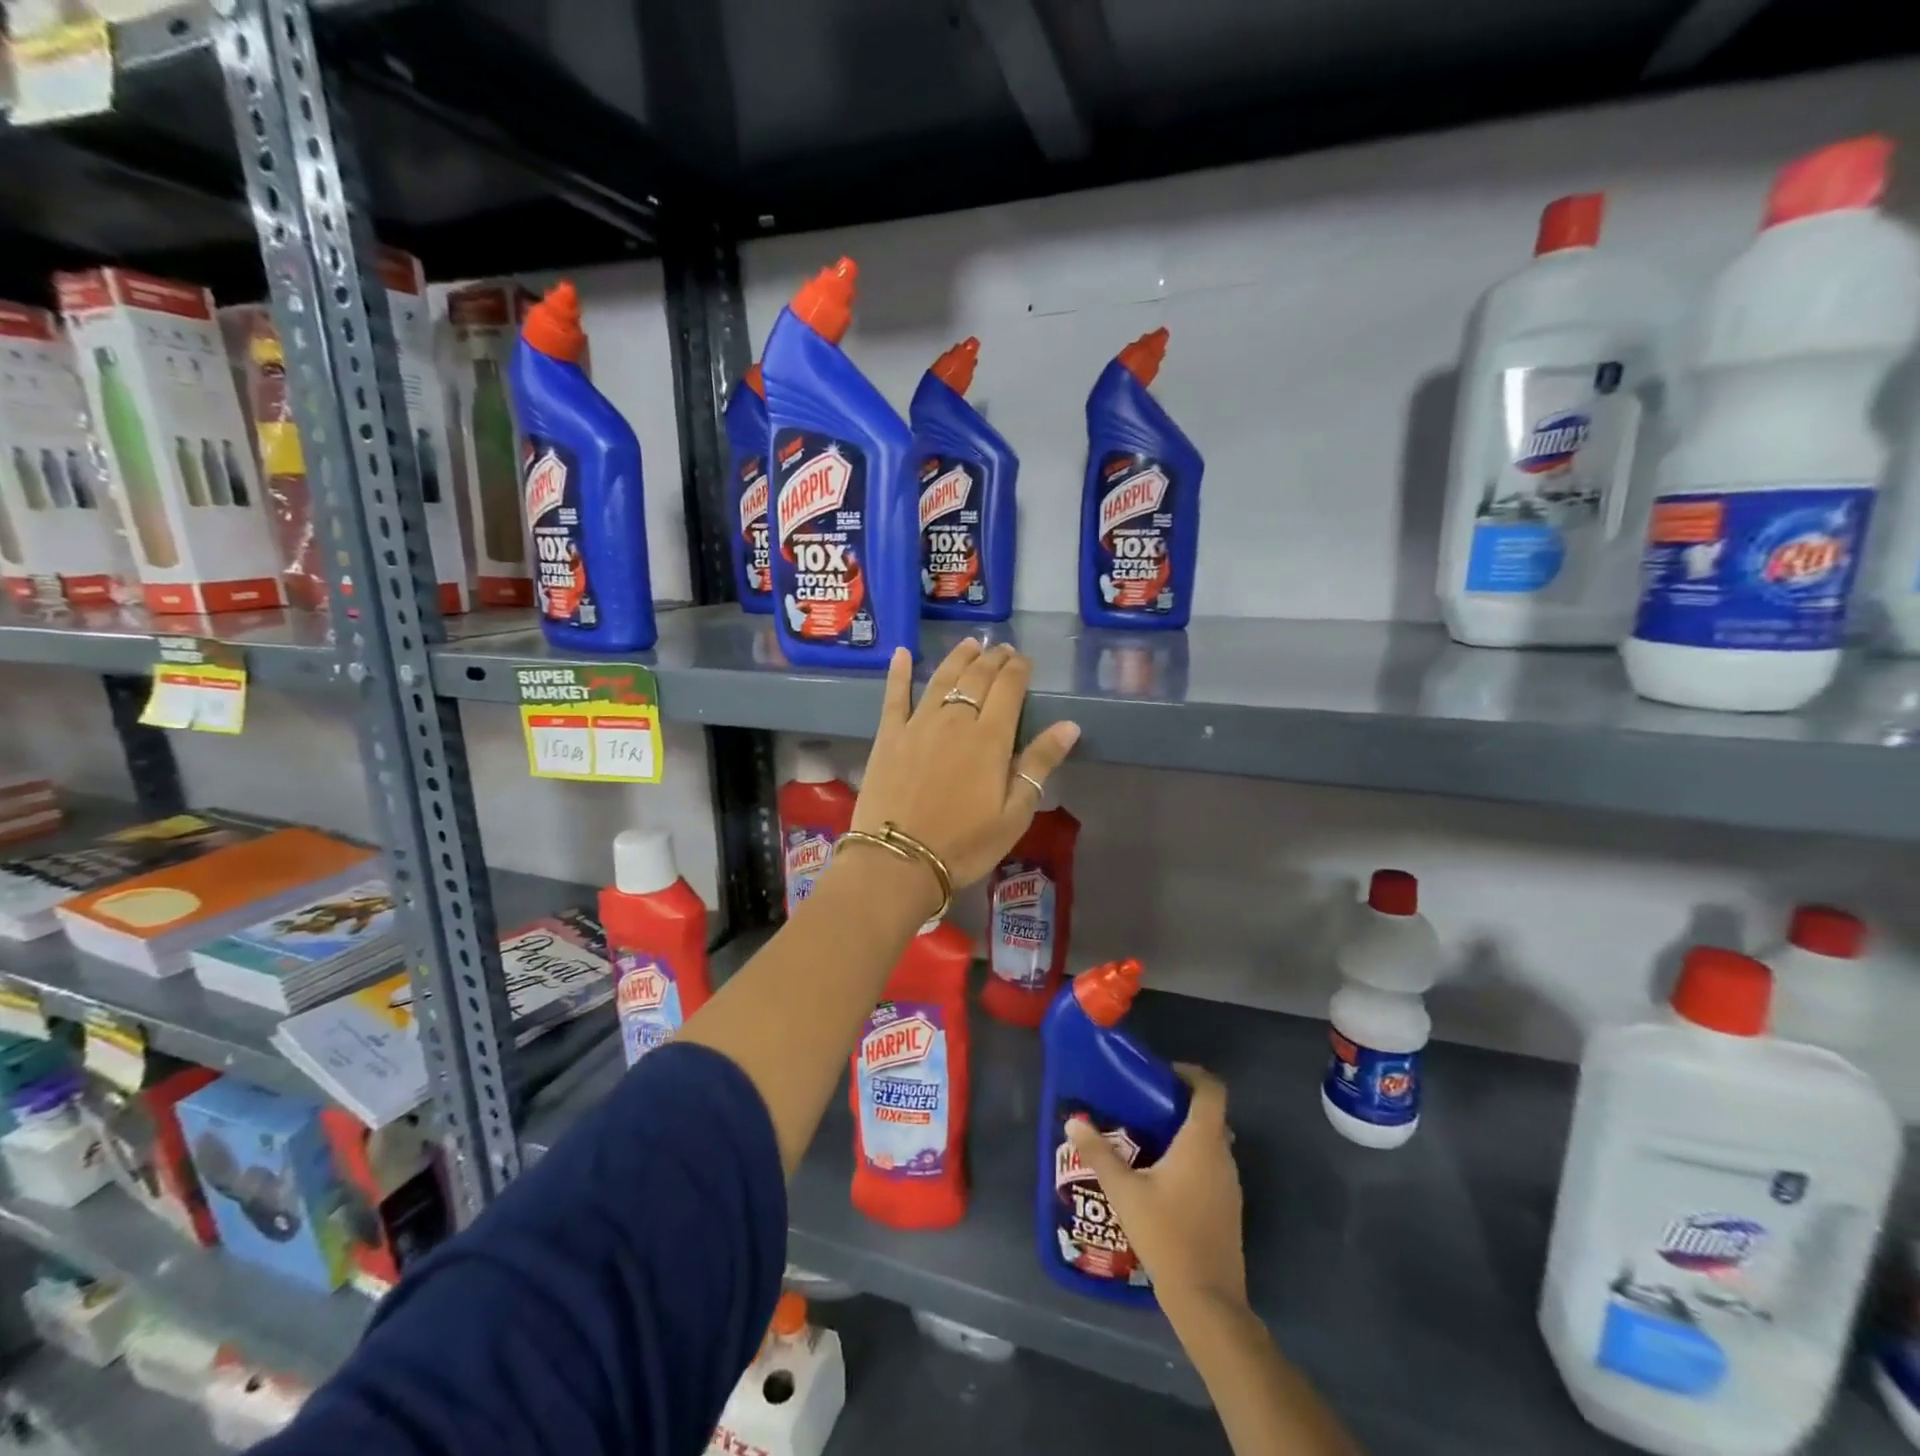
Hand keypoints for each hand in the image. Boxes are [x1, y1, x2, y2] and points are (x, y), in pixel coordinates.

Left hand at [854, 640, 1080, 888]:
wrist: (899, 860)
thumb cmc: (965, 843)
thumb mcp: (1014, 813)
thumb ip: (1039, 764)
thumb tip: (1069, 725)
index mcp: (990, 737)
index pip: (1009, 688)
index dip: (1018, 669)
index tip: (1024, 659)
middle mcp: (955, 720)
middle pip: (977, 678)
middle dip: (993, 659)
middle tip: (1001, 649)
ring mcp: (918, 724)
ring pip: (942, 679)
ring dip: (958, 658)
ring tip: (970, 644)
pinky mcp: (889, 736)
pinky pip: (894, 696)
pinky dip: (899, 673)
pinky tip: (902, 653)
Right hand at [1065, 1064, 1247, 1315]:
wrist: (1207, 1301)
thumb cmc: (1167, 1235)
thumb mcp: (1124, 1192)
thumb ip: (1099, 1153)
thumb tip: (1073, 1121)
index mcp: (1202, 1142)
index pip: (1211, 1089)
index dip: (1192, 1074)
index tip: (1163, 1074)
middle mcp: (1222, 1156)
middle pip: (1210, 1114)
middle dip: (1180, 1104)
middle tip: (1145, 1105)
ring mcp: (1230, 1184)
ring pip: (1211, 1142)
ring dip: (1185, 1134)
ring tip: (1147, 1139)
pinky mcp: (1229, 1208)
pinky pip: (1212, 1167)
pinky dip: (1192, 1160)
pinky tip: (1161, 1178)